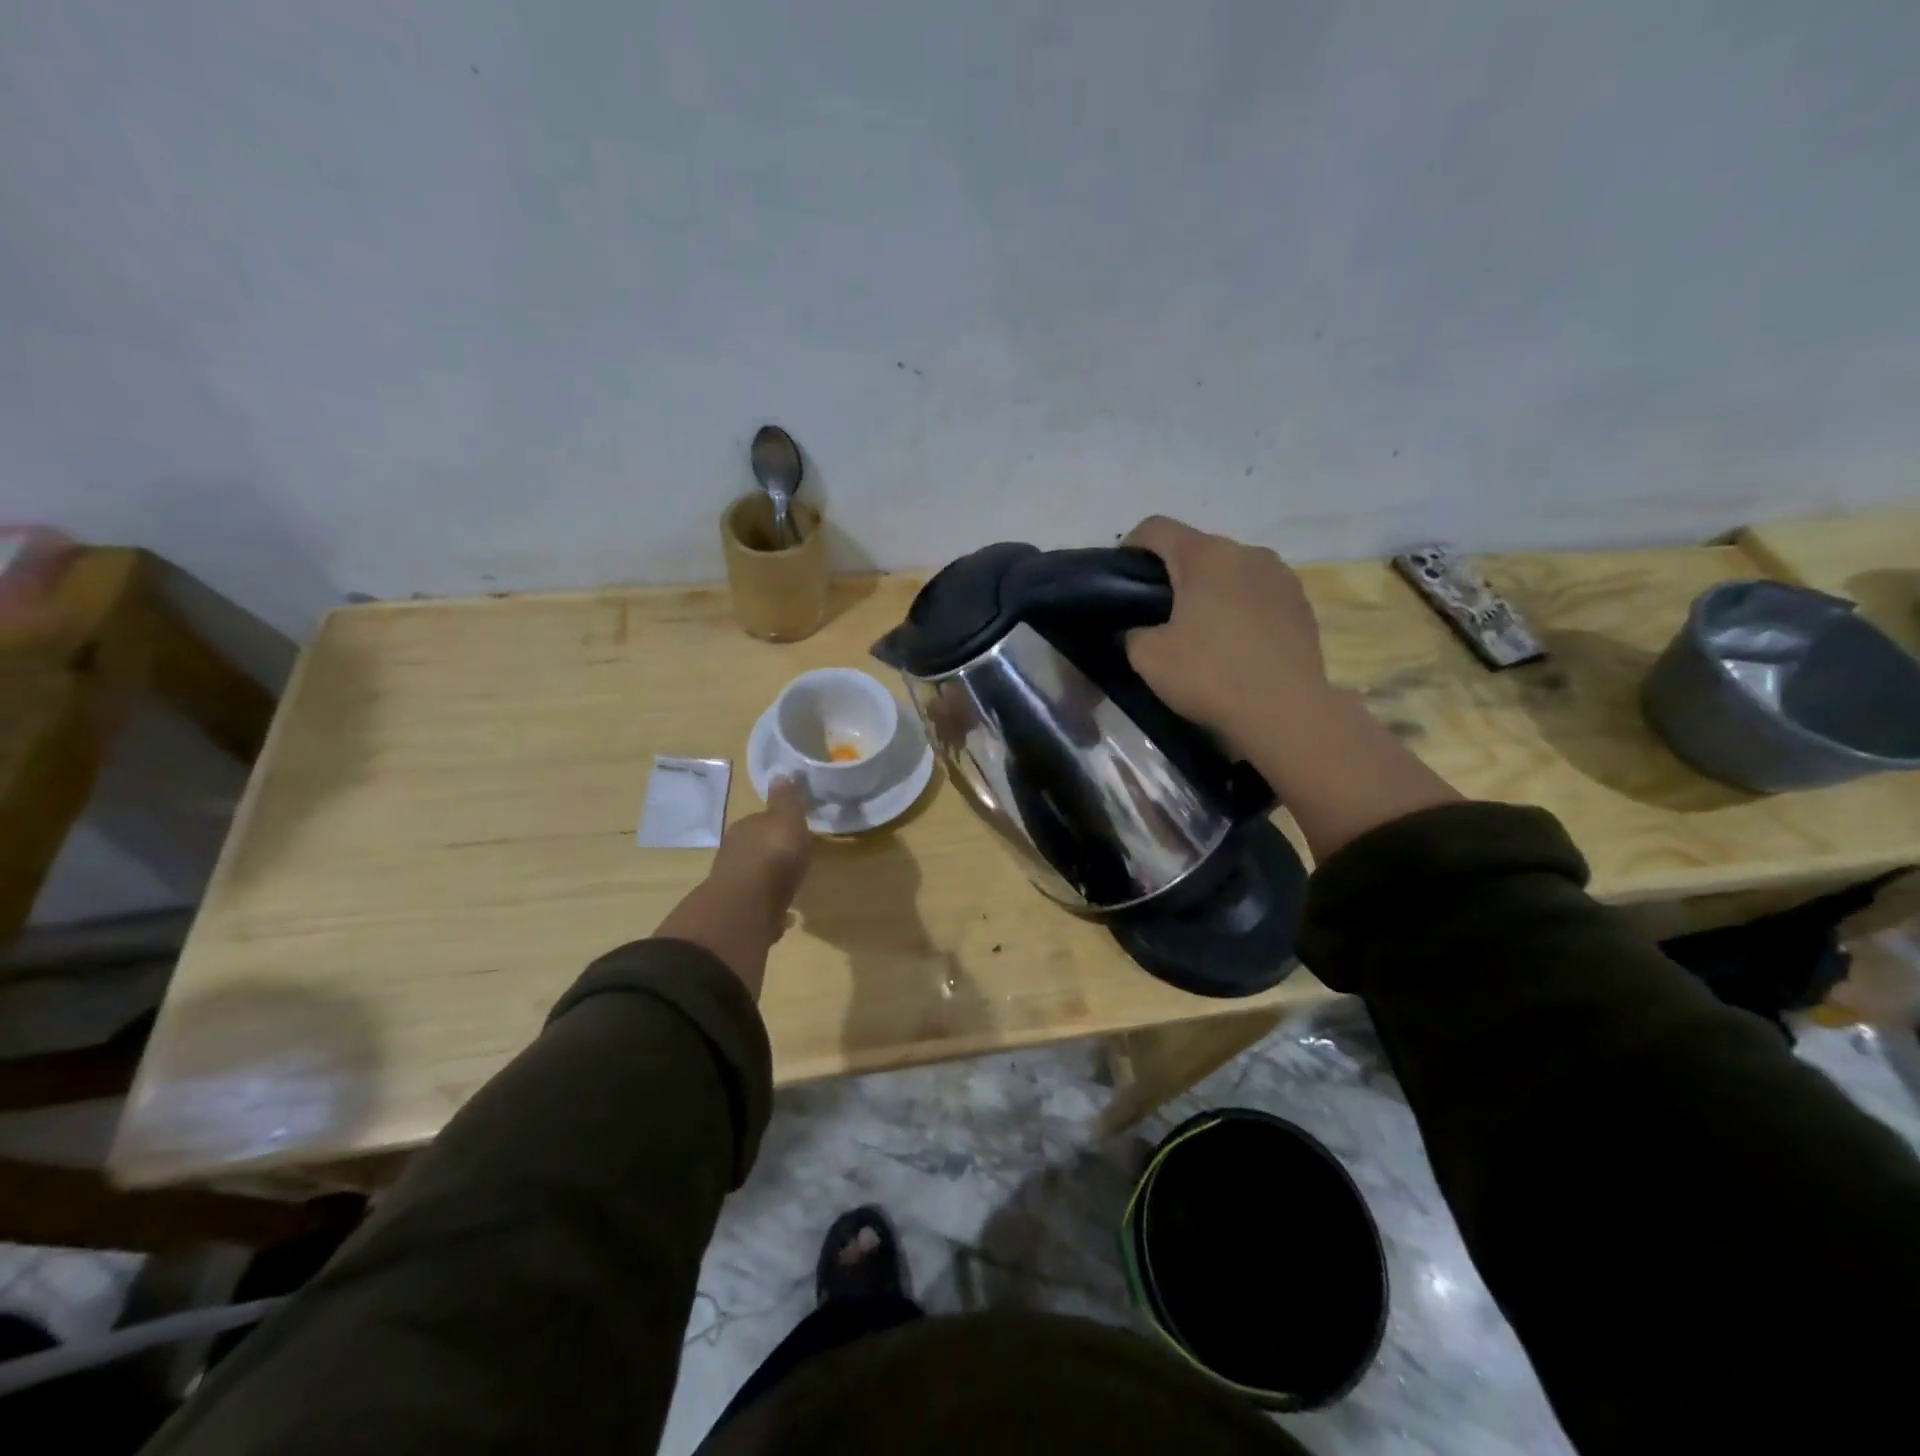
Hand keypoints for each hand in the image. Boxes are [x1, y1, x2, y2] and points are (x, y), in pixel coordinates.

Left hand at [708, 777, 814, 927]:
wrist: (748, 906)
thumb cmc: (773, 854)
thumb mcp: (787, 818)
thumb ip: (786, 799)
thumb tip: (781, 773)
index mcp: (746, 828)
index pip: (760, 821)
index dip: (776, 824)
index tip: (793, 830)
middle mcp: (735, 854)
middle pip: (756, 850)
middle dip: (771, 854)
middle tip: (793, 859)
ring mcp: (735, 886)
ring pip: (756, 879)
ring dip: (770, 882)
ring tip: (791, 888)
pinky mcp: (741, 915)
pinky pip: (760, 907)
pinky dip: (771, 909)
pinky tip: (785, 916)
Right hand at [1122, 516, 1333, 750]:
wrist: (1286, 712)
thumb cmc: (1210, 676)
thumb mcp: (1147, 658)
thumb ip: (1132, 632)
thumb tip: (1139, 629)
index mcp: (1205, 556)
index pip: (1156, 528)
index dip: (1130, 547)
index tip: (1122, 581)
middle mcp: (1246, 552)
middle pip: (1197, 549)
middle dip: (1174, 574)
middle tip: (1157, 615)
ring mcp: (1281, 575)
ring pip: (1231, 570)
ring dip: (1211, 590)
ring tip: (1202, 631)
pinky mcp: (1302, 602)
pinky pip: (1259, 592)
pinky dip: (1241, 607)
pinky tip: (1236, 644)